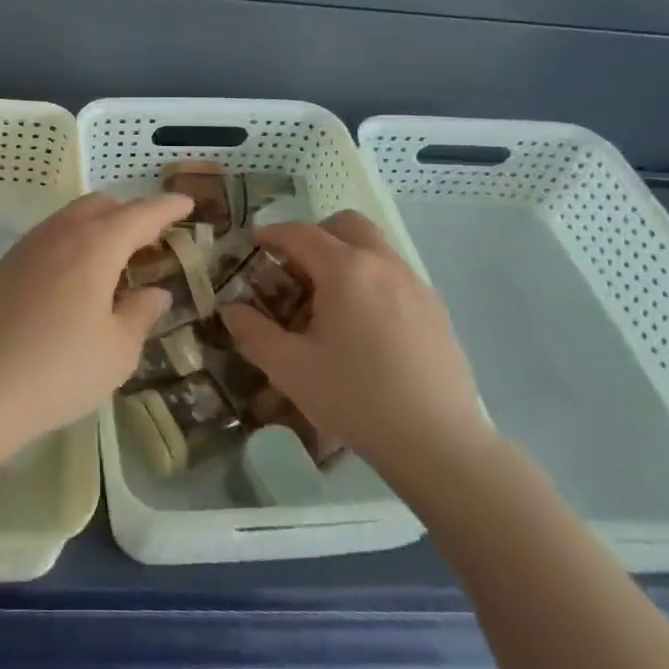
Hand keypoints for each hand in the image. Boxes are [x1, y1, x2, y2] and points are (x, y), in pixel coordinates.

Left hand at [0, 192, 192, 457]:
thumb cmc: (60, 370)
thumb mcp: (117, 350)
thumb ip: (140, 313)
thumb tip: (154, 292)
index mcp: (96, 244)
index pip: (140, 214)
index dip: (167, 207)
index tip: (187, 203)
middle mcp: (60, 233)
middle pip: (102, 205)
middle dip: (131, 213)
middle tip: (152, 238)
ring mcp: (27, 246)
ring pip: (71, 217)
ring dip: (99, 226)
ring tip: (115, 258)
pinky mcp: (4, 266)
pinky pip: (49, 237)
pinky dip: (73, 242)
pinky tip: (76, 278)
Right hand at [220, 211, 494, 498]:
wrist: (438, 443)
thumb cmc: (355, 398)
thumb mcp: (289, 368)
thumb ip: (253, 332)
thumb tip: (230, 309)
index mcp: (346, 269)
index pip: (300, 233)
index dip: (272, 234)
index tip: (254, 243)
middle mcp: (383, 264)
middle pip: (346, 225)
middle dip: (315, 235)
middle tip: (295, 269)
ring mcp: (416, 285)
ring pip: (375, 248)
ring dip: (345, 257)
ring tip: (328, 301)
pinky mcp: (436, 310)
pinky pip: (395, 276)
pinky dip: (371, 280)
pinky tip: (363, 327)